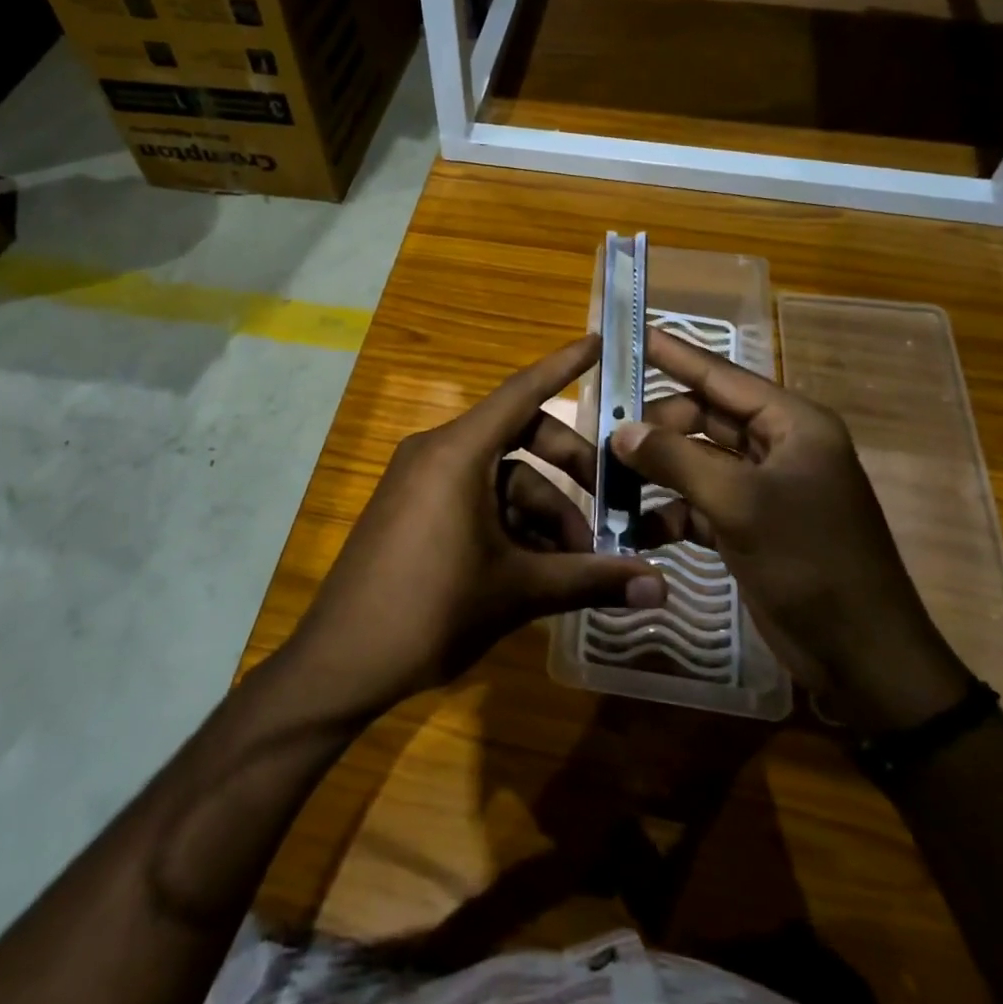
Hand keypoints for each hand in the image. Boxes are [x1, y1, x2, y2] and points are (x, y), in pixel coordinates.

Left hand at [280, 336, 665, 721]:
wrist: (340, 663)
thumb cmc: (431, 610)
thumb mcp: (518, 591)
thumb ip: (590, 580)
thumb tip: (662, 589)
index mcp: (457, 452)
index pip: (522, 392)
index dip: (563, 365)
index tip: (599, 340)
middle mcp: (437, 453)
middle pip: (520, 439)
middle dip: (570, 471)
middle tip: (611, 510)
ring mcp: (421, 482)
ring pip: (500, 478)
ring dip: (543, 513)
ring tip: (577, 564)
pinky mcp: (413, 510)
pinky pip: (474, 498)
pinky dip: (510, 523)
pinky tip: (539, 567)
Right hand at [614, 330, 969, 734]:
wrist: (863, 657)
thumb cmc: (810, 563)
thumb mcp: (739, 503)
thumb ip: (676, 459)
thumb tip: (622, 430)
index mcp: (791, 424)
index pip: (722, 376)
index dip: (676, 355)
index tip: (633, 335)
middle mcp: (778, 447)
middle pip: (704, 419)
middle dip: (657, 427)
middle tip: (607, 434)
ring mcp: (765, 489)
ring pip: (697, 462)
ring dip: (658, 472)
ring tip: (610, 479)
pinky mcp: (752, 527)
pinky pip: (700, 503)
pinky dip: (671, 512)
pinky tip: (638, 527)